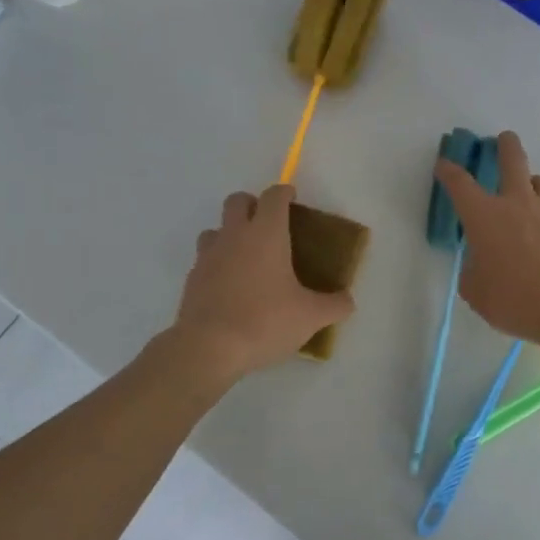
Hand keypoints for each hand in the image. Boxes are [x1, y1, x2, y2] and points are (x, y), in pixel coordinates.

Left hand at [169, 185, 353, 381]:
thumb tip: (347, 301)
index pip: (274, 197)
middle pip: (237, 201)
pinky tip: (230, 286)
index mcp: (266, 234)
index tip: (292, 198)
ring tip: (246, 256)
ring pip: (215, 229)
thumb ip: (335, 305)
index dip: (284, 192)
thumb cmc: (265, 321)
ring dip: (229, 233)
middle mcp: (234, 236)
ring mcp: (208, 256)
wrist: (208, 347)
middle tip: (268, 224)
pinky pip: (204, 260)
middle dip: (252, 204)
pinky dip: (217, 264)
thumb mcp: (311, 317)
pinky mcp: (192, 279)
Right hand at [434, 132, 539, 353]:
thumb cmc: (517, 300)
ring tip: (533, 198)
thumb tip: (480, 266)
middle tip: (505, 140)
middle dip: (506, 146)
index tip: (444, 164)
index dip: (449, 171)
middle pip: (512, 160)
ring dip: (534, 186)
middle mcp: (518, 202)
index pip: (460, 184)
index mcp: (484, 217)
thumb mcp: (478, 294)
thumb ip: (474, 274)